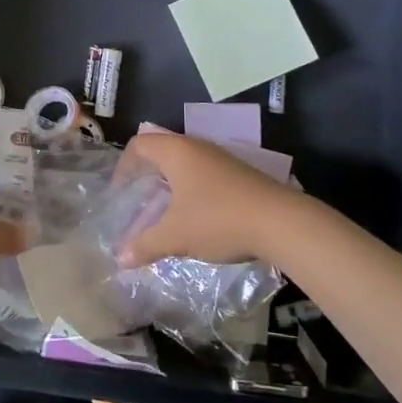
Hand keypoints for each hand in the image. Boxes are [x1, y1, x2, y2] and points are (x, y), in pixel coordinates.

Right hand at [119, 131, 308, 267]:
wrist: (281, 222)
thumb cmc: (218, 220)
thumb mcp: (176, 236)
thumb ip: (145, 245)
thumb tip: (120, 259)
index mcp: (176, 151)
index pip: (140, 144)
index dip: (124, 165)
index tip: (120, 191)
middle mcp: (197, 147)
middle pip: (162, 150)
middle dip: (147, 174)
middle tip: (138, 199)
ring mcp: (221, 159)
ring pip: (185, 163)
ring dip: (171, 183)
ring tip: (165, 210)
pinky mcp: (239, 174)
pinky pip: (204, 174)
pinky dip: (191, 189)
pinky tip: (196, 216)